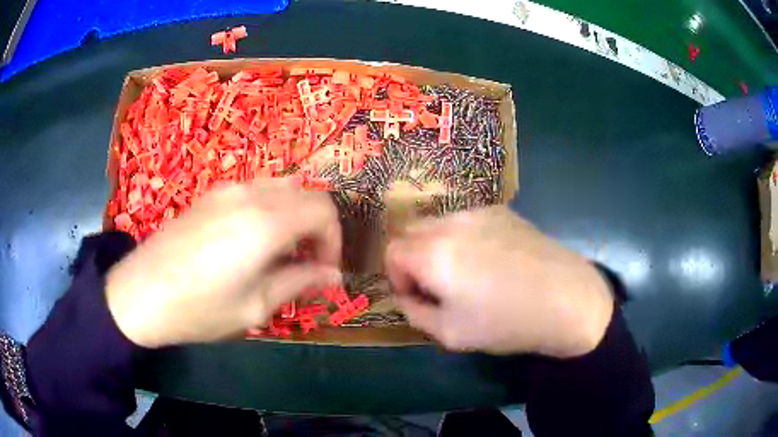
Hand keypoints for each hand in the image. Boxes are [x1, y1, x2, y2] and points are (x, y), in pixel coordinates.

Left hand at [105, 180, 340, 347]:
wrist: (140, 292)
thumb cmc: (199, 309)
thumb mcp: (255, 307)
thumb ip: (299, 283)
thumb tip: (333, 276)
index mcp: (266, 222)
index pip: (324, 210)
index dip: (334, 240)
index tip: (325, 271)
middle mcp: (251, 194)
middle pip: (307, 192)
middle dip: (318, 227)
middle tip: (308, 262)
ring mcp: (227, 189)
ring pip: (282, 186)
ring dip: (294, 216)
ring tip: (281, 252)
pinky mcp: (210, 193)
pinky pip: (256, 190)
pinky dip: (271, 209)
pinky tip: (252, 241)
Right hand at [385, 206, 612, 357]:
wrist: (566, 299)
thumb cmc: (506, 322)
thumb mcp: (449, 333)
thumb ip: (415, 312)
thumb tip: (409, 295)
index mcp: (434, 253)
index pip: (392, 252)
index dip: (397, 278)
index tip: (417, 297)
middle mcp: (452, 223)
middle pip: (411, 232)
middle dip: (414, 259)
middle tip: (438, 286)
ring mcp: (479, 212)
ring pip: (438, 223)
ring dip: (437, 246)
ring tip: (466, 273)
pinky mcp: (502, 210)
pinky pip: (466, 220)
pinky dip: (462, 238)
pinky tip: (490, 260)